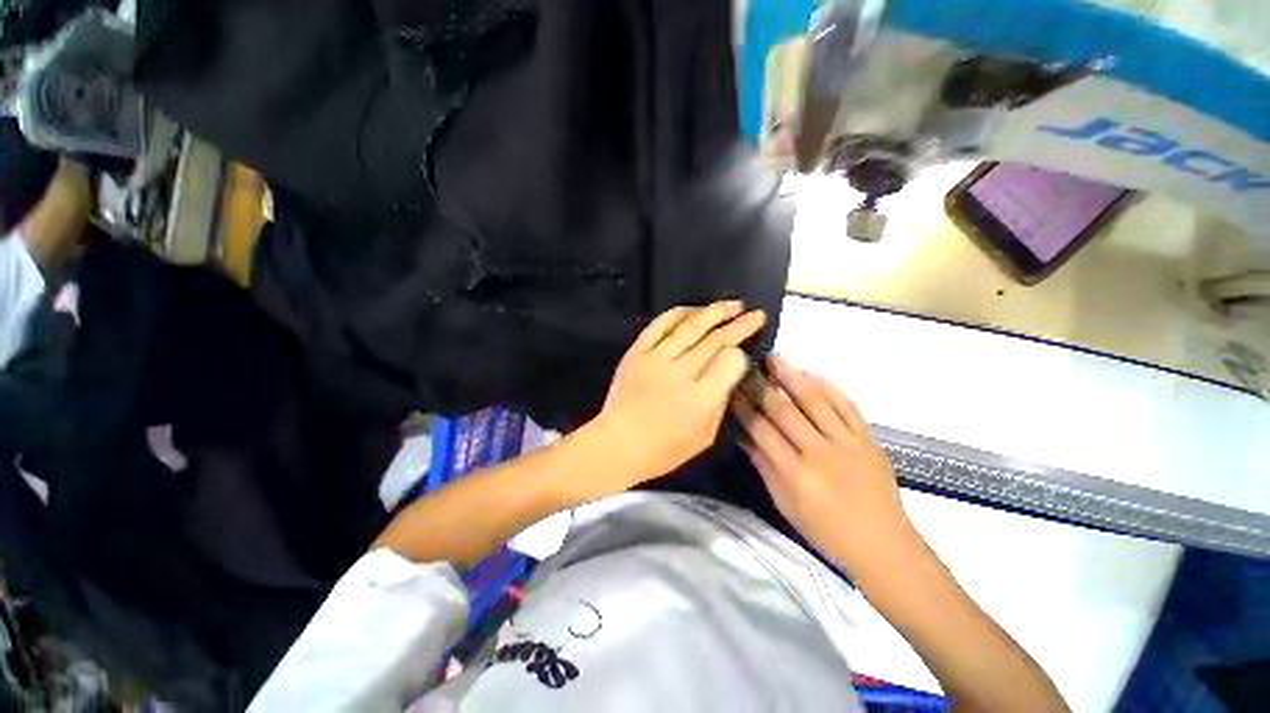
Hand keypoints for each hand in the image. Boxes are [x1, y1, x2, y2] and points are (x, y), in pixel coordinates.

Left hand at [586, 301, 765, 493]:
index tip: (743, 352)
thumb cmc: (664, 449)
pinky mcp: (637, 352)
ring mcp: (656, 359)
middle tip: (756, 315)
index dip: (741, 353)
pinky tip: (695, 309)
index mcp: (700, 399)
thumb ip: (720, 403)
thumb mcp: (705, 436)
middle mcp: (680, 373)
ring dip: (715, 312)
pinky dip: (679, 314)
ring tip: (734, 304)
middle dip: (739, 324)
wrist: (618, 444)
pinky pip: (660, 325)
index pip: (730, 362)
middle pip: (715, 340)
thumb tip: (728, 374)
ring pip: (691, 326)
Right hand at [732, 355, 910, 573]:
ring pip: (815, 401)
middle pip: (785, 411)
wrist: (882, 544)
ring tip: (775, 358)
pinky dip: (828, 387)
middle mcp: (820, 453)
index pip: (762, 430)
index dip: (743, 407)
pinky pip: (846, 405)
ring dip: (792, 376)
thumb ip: (763, 464)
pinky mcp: (868, 438)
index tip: (731, 389)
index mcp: (796, 474)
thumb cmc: (825, 531)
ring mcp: (848, 443)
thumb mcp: (785, 502)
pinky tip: (811, 374)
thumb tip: (742, 434)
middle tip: (747, 365)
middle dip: (762, 385)